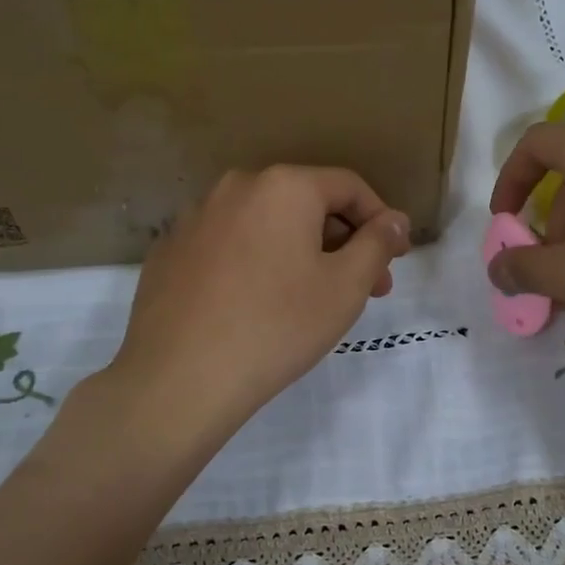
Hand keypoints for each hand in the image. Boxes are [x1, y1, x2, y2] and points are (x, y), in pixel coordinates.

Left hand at [107, 166, 410, 446]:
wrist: (180, 378)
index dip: (380, 220)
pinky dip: (254, 264)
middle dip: (342, 242)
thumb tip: (394, 221)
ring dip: (299, 252)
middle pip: (305, 204)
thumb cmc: (277, 326)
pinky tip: (257, 306)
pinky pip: (229, 246)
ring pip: (265, 225)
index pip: (348, 187)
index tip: (394, 260)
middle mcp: (235, 187)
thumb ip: (378, 244)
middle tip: (363, 288)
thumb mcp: (345, 287)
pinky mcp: (169, 251)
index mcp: (283, 186)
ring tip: (312, 300)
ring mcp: (195, 218)